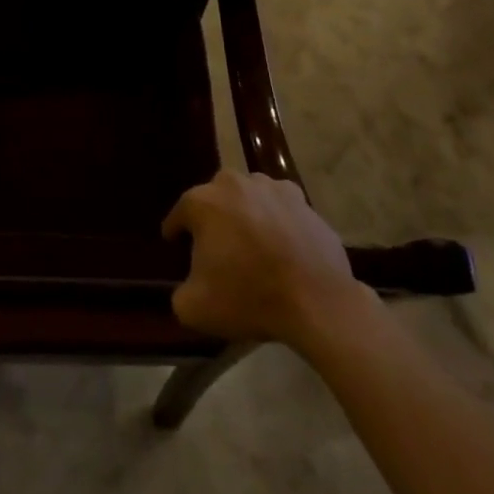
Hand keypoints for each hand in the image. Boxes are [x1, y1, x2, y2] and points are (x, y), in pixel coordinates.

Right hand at [163, 171, 375, 353]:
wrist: (317, 303)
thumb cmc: (250, 299)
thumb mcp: (195, 308)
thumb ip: (179, 293)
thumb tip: (187, 287)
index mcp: (202, 203)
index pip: (179, 214)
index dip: (175, 231)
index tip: (175, 244)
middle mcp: (233, 184)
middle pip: (213, 198)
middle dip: (212, 218)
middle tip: (217, 246)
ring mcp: (270, 188)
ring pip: (247, 195)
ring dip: (244, 212)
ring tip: (251, 241)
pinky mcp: (301, 200)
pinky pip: (279, 204)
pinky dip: (276, 217)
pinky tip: (281, 241)